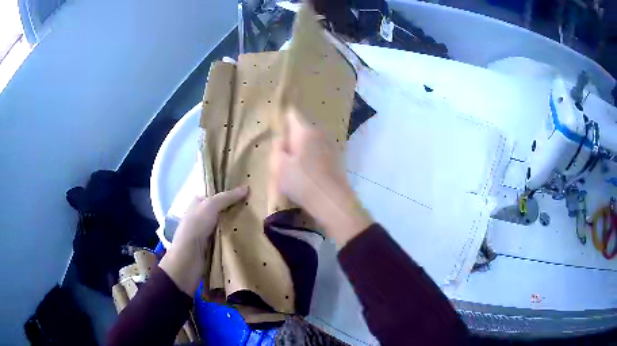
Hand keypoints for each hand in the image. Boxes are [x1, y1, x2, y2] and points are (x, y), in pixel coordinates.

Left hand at [159, 186, 247, 294]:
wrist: (188, 259)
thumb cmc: (195, 228)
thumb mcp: (210, 206)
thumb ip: (227, 197)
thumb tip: (246, 188)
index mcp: (198, 203)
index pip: (217, 195)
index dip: (230, 193)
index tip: (249, 192)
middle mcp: (202, 215)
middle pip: (223, 209)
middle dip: (237, 209)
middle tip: (256, 207)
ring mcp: (207, 231)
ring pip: (226, 224)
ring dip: (238, 224)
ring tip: (258, 221)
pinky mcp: (213, 245)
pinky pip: (227, 237)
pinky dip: (236, 237)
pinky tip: (250, 235)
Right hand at [270, 109, 371, 245]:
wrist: (332, 202)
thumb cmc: (302, 182)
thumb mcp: (279, 166)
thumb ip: (276, 148)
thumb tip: (280, 139)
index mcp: (305, 131)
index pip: (291, 114)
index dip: (281, 121)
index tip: (275, 133)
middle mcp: (320, 134)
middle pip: (301, 130)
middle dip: (290, 139)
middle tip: (280, 155)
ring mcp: (331, 146)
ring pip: (310, 143)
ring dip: (301, 150)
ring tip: (293, 168)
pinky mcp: (337, 160)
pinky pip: (318, 153)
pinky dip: (311, 159)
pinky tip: (307, 175)